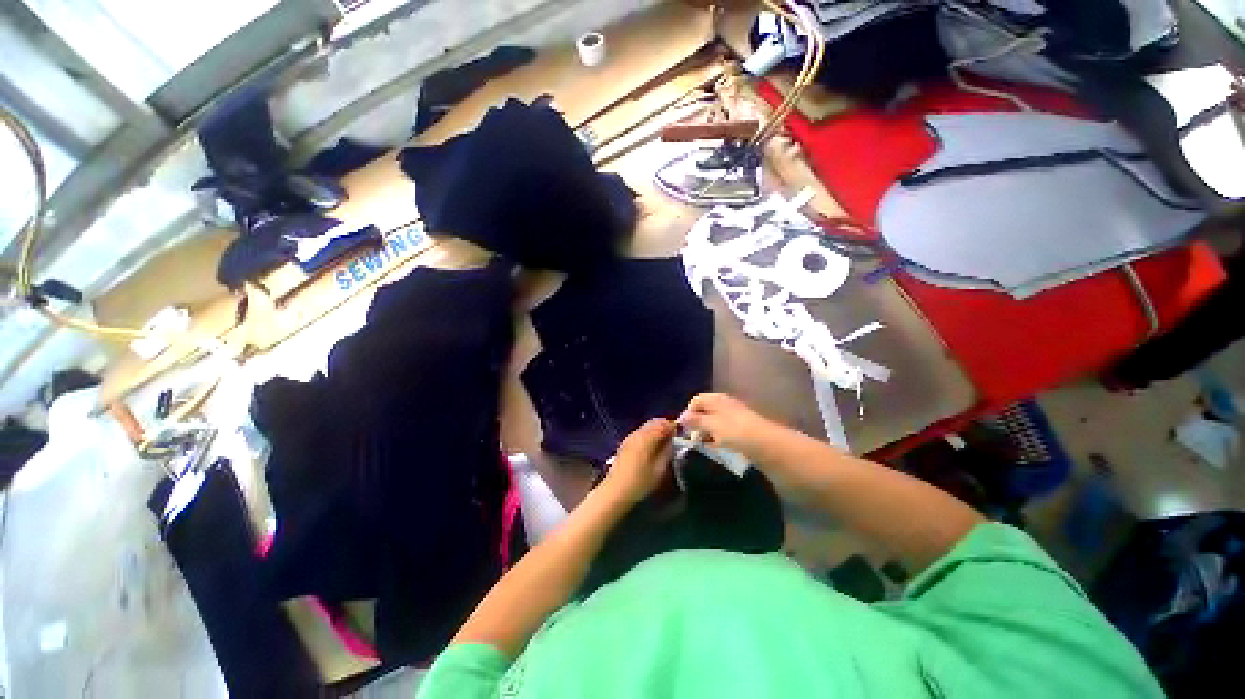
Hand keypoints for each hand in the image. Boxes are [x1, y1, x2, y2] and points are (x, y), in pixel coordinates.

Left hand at [601, 419, 675, 505]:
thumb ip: (667, 452)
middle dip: (665, 427)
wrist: (615, 491)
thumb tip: (672, 442)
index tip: (681, 435)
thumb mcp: (659, 470)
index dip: (674, 427)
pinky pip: (640, 432)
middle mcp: (637, 433)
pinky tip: (651, 447)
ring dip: (656, 430)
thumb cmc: (640, 482)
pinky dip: (648, 435)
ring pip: (646, 426)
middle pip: (654, 422)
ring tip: (663, 443)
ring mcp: (629, 437)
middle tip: (673, 438)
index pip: (663, 424)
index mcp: (647, 437)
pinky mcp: (625, 443)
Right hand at [678, 393, 780, 461]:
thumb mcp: (712, 425)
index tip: (682, 429)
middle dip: (696, 424)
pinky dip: (717, 439)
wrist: (768, 446)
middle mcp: (725, 405)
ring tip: (701, 447)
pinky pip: (724, 433)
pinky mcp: (742, 431)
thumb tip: (681, 417)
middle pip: (705, 411)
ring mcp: (735, 418)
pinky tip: (716, 450)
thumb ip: (695, 421)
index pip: (696, 400)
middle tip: (691, 439)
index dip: (687, 413)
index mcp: (717, 399)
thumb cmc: (735, 432)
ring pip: (714, 423)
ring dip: (706, 433)